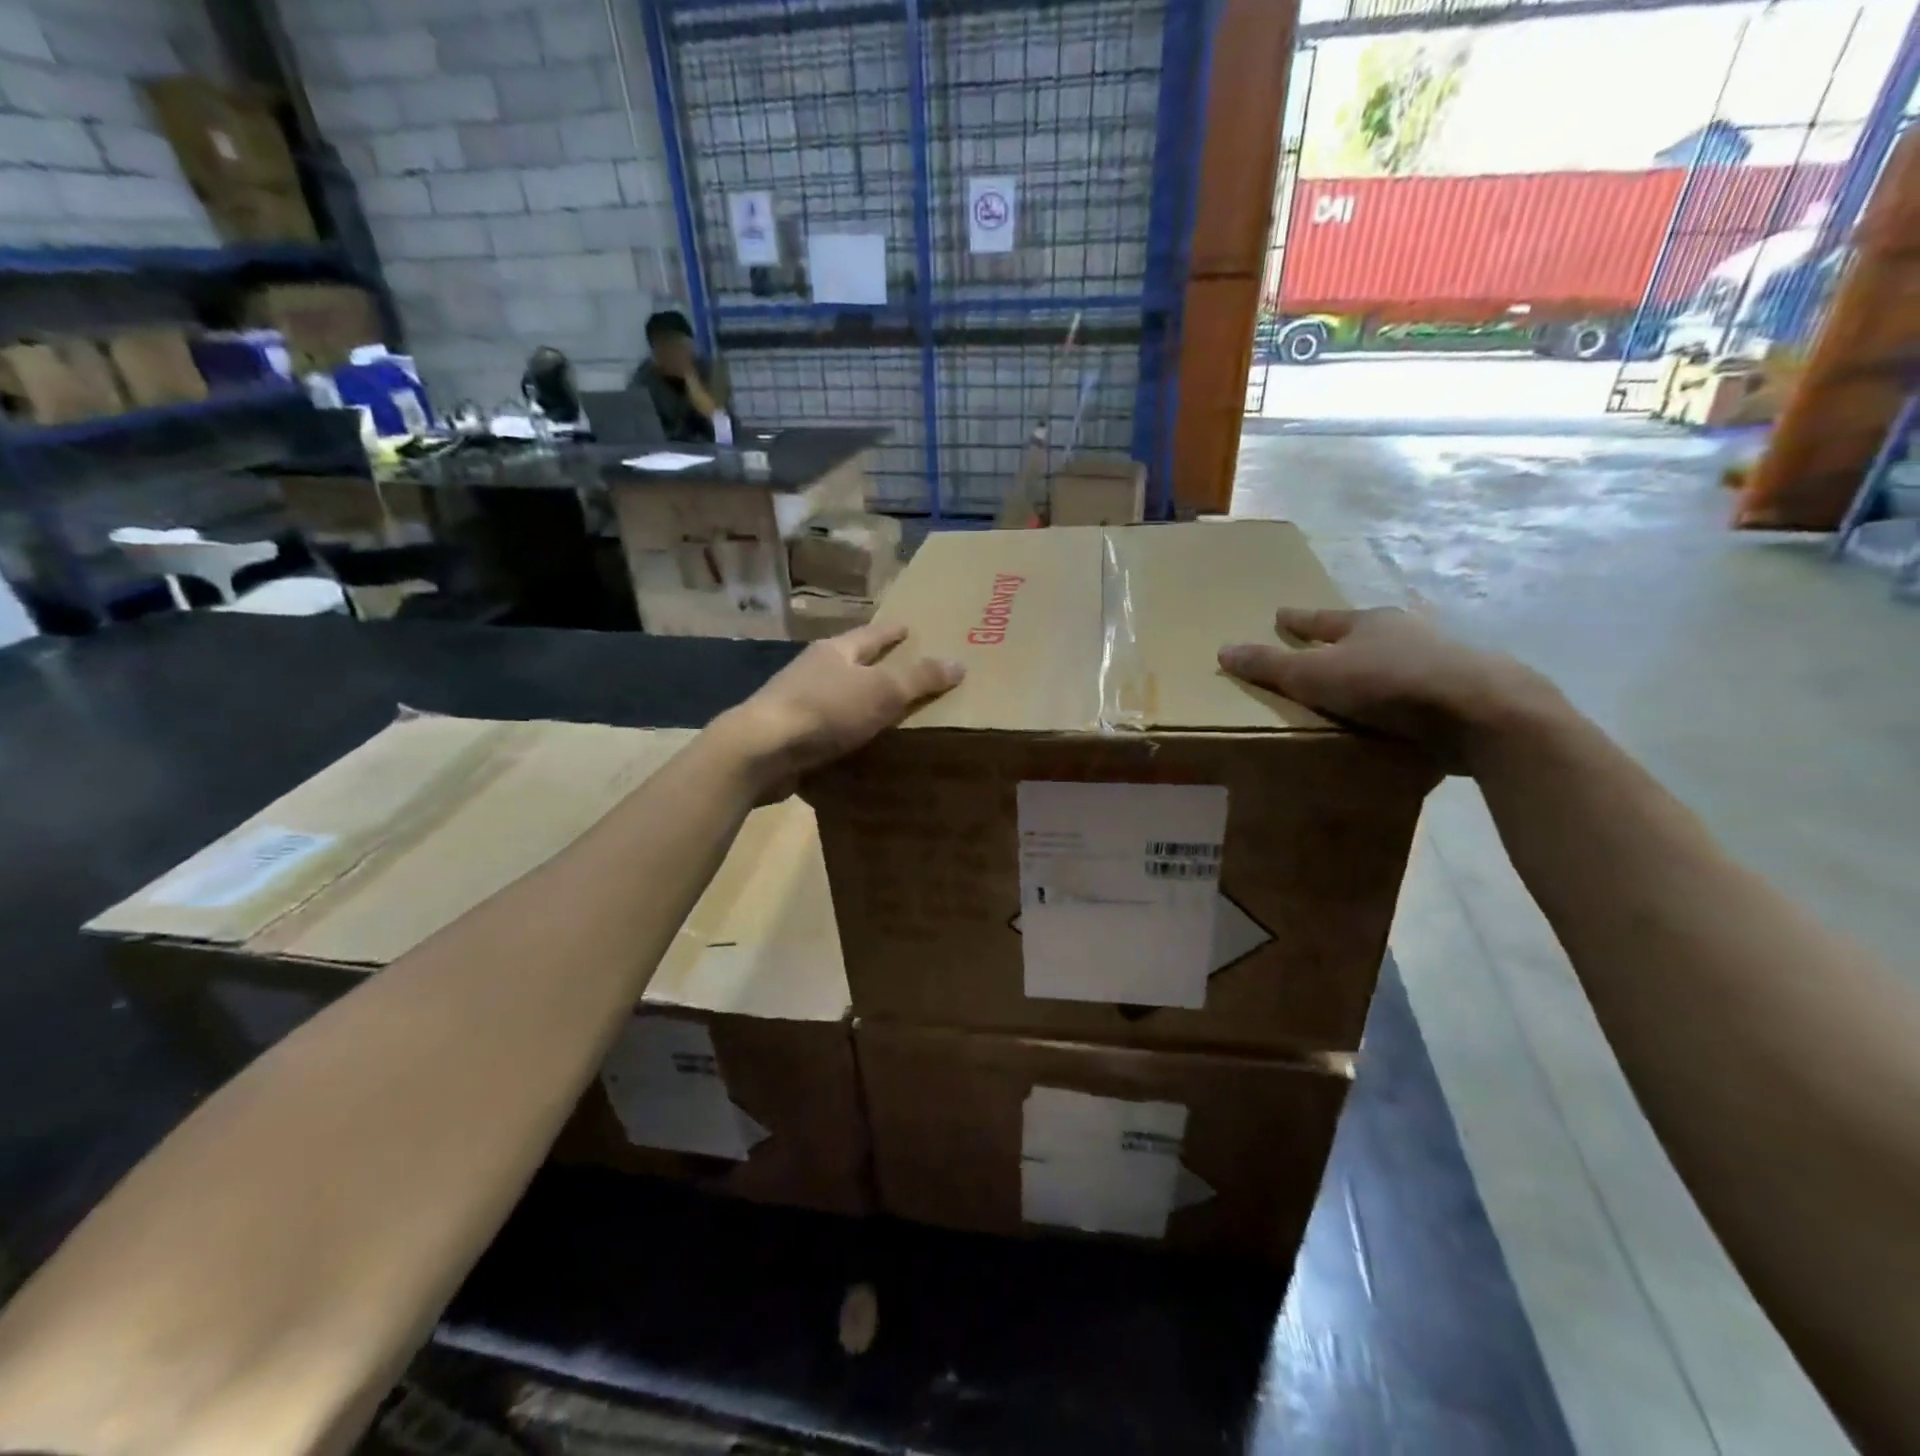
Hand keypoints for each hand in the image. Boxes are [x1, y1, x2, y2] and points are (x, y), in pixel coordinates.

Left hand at [710, 623, 963, 795]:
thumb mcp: (882, 690)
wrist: (762, 750)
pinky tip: (859, 746)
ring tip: (887, 712)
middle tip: (904, 669)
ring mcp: (797, 703)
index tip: (910, 626)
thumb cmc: (826, 710)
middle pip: (851, 663)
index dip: (893, 632)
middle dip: (875, 665)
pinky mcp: (789, 736)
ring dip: (859, 702)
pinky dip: (846, 734)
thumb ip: (919, 678)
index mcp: (835, 651)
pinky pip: (828, 730)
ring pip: (837, 697)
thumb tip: (959, 662)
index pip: (871, 635)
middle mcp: (813, 671)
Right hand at [1218, 607, 1559, 770]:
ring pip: (1397, 656)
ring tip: (1360, 681)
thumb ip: (1271, 666)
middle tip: (1321, 647)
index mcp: (1366, 623)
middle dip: (1341, 639)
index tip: (1280, 614)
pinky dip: (1404, 693)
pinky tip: (1400, 709)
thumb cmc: (1388, 684)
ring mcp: (1441, 656)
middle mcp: (1404, 631)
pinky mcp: (1464, 688)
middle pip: (1362, 632)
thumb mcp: (1315, 676)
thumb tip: (1223, 649)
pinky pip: (1420, 686)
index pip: (1320, 619)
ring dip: (1377, 665)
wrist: (1482, 710)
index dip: (1297, 620)